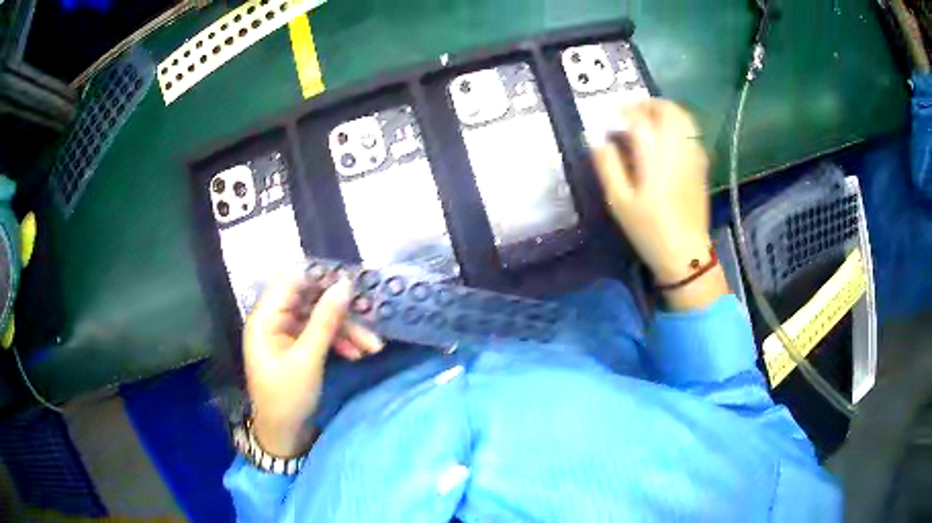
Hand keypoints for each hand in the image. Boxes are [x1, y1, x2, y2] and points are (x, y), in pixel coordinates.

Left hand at [243, 272, 382, 456]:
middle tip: (369, 316)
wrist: (283, 434)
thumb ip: (325, 320)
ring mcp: (285, 334)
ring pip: (318, 319)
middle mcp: (273, 320)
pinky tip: (357, 353)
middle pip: (309, 301)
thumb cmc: (288, 396)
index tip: (351, 280)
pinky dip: (337, 341)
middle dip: (340, 311)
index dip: (320, 276)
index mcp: (265, 317)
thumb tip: (345, 284)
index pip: (291, 280)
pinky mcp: (296, 347)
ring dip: (345, 330)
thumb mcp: (308, 358)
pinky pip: (318, 335)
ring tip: (373, 346)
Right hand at [593, 99, 727, 309]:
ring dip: (666, 111)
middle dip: (649, 104)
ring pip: (684, 118)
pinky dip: (678, 125)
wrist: (686, 253)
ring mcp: (693, 156)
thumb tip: (597, 139)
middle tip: (633, 110)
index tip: (614, 115)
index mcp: (654, 159)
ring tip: (650, 119)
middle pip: (668, 111)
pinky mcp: (702, 165)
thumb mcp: (619, 202)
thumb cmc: (649, 230)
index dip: (625, 111)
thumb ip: (607, 166)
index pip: (640, 120)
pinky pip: (692, 133)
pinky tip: (668, 137)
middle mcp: (677, 151)